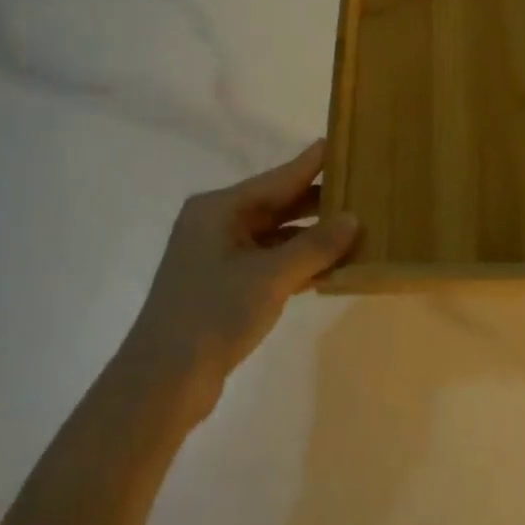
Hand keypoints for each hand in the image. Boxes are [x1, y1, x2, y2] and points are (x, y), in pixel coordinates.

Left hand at [125, 141, 357, 418]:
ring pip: (275, 235)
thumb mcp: (271, 276)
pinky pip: (269, 262)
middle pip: (277, 204)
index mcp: (220, 208)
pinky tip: (330, 267)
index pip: (279, 177)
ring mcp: (218, 256)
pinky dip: (297, 263)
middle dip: (318, 202)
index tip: (342, 141)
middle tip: (362, 189)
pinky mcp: (223, 286)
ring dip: (311, 237)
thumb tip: (353, 218)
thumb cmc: (213, 313)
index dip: (312, 162)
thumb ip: (315, 245)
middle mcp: (217, 224)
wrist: (161, 383)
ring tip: (356, 228)